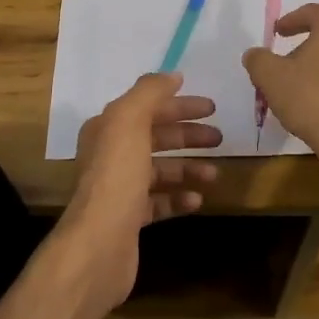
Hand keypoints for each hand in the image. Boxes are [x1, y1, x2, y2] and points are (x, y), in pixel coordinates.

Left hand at [56, 73, 220, 313]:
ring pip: (159, 171)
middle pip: (155, 138)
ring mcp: (119, 189)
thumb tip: (172, 76)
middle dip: (188, 136)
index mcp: (107, 129)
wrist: (99, 243)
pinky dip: (179, 198)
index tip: (212, 108)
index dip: (179, 105)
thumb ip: (150, 92)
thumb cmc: (116, 176)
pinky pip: (159, 202)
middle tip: (220, 138)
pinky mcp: (129, 219)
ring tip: (213, 174)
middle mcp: (109, 155)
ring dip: (188, 168)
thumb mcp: (129, 121)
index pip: (147, 107)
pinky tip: (197, 200)